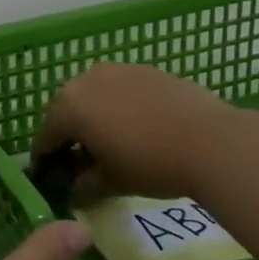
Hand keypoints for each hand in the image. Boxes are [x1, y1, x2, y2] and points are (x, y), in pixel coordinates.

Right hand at [33, 62, 234, 201]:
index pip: (45, 136)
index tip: (50, 178)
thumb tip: (74, 189)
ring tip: (111, 143)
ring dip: (96, 118)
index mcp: (68, 106)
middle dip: (70, 135)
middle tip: (80, 161)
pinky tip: (138, 129)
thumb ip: (83, 185)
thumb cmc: (149, 164)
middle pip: (68, 111)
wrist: (213, 142)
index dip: (45, 160)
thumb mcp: (109, 183)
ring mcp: (120, 70)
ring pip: (96, 97)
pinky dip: (121, 108)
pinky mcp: (150, 70)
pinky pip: (123, 91)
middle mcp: (87, 79)